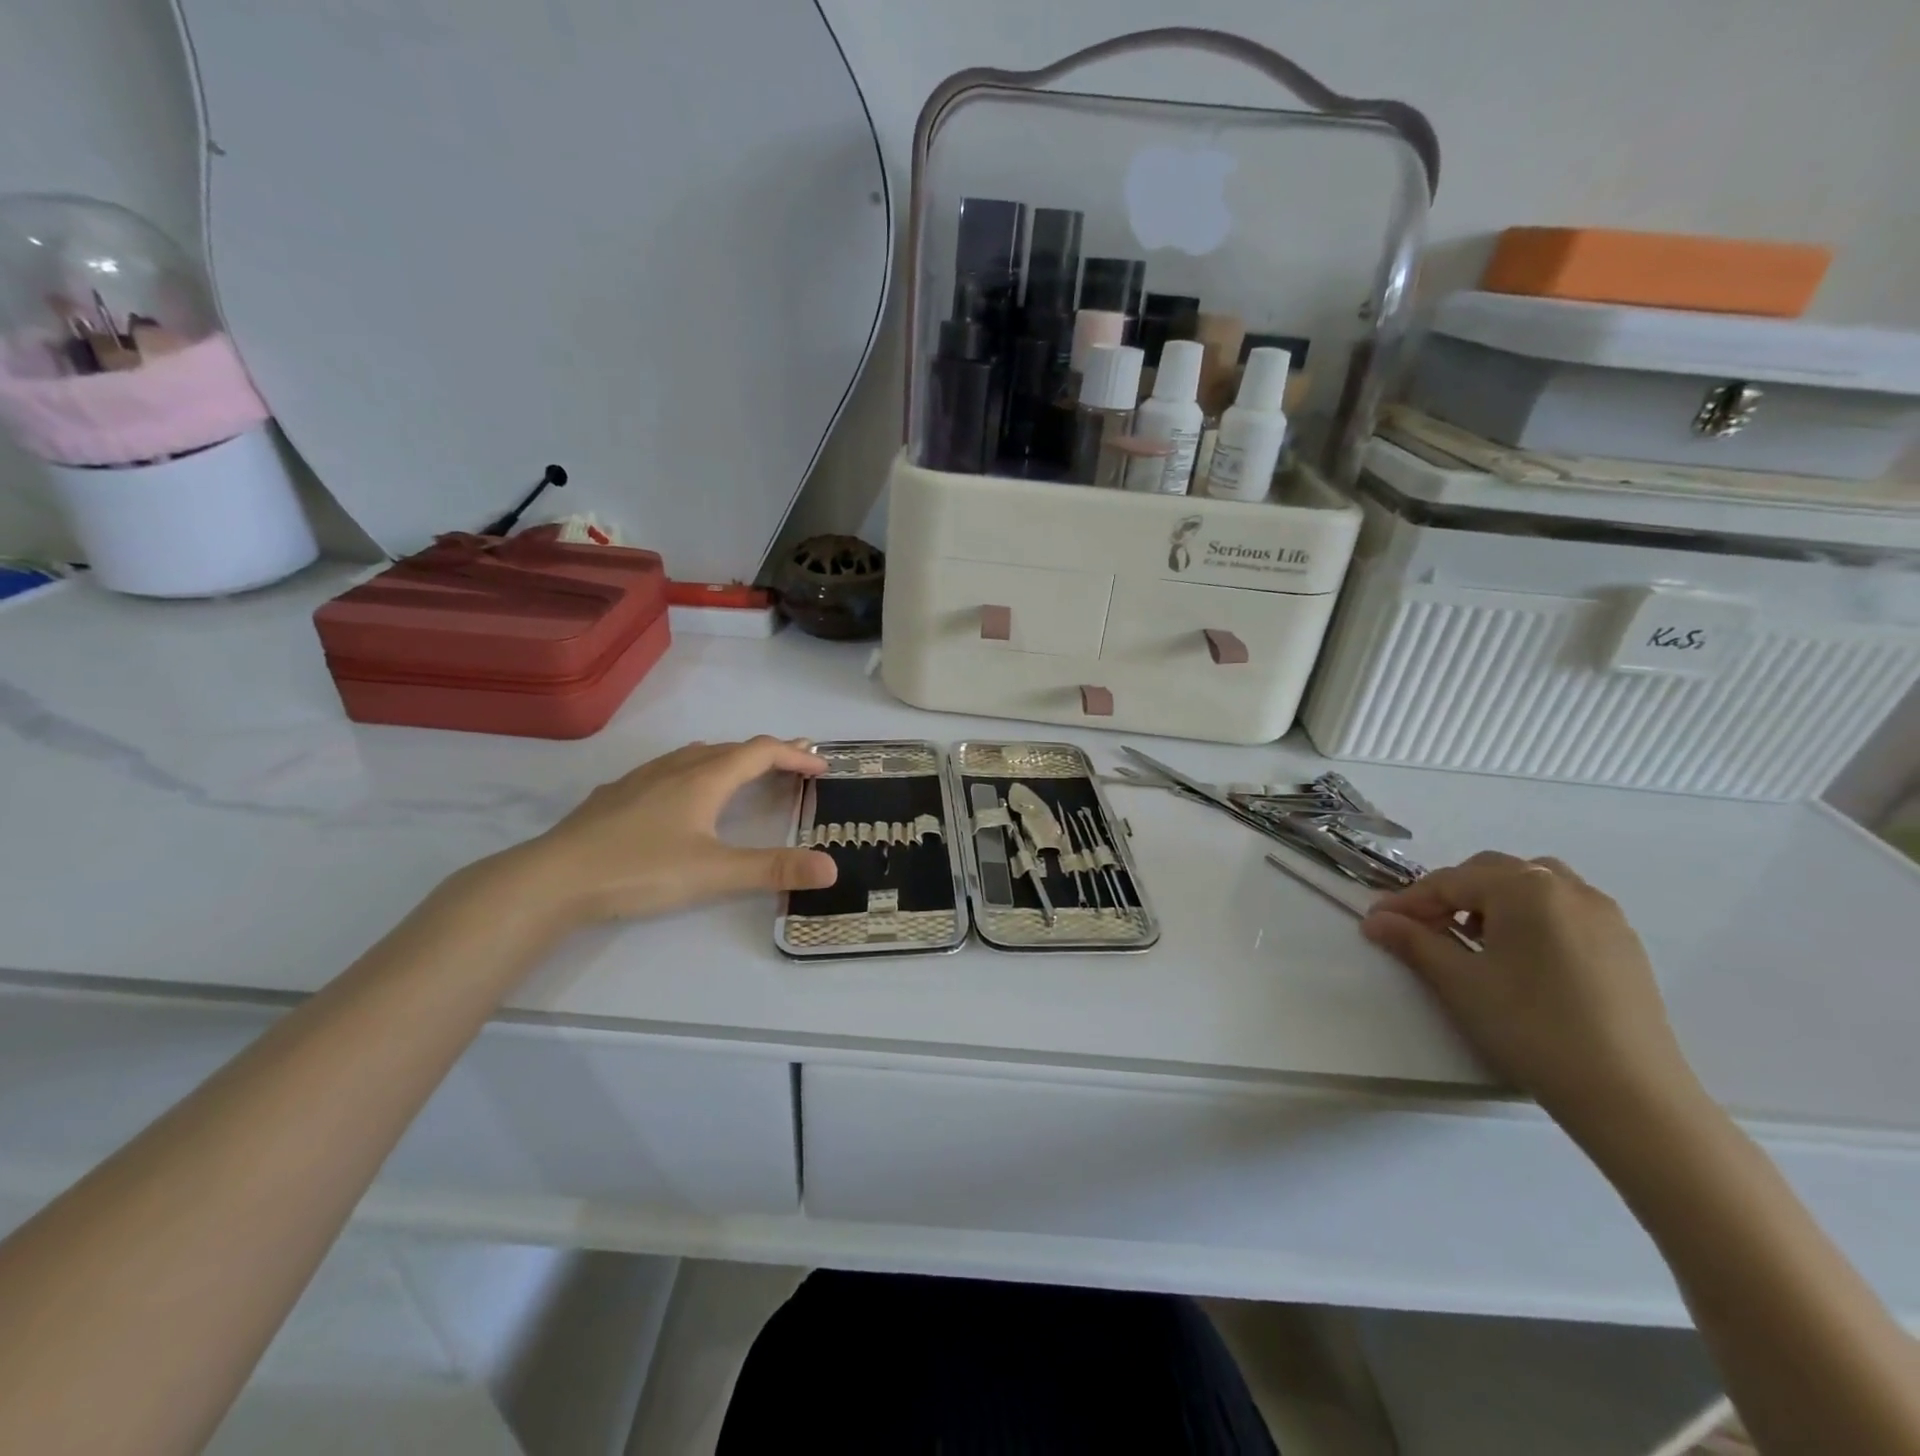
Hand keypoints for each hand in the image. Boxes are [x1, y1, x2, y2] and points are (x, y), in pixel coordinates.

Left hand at [497, 736, 837, 928]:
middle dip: (769, 754)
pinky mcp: (615, 796)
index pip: (761, 752)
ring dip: (729, 758)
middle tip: (794, 765)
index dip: (796, 755)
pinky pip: (666, 769)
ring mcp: (641, 779)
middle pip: (732, 749)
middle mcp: (676, 768)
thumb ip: (773, 869)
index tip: (822, 766)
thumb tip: (831, 867)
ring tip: (743, 771)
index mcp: (705, 779)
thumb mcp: (714, 873)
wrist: (552, 879)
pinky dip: (693, 770)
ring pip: (695, 755)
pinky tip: (679, 794)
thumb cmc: (640, 870)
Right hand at [1361, 852, 1699, 1127]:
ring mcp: (1603, 915)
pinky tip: (1519, 958)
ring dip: (1493, 902)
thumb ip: (1414, 941)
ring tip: (1473, 939)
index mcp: (1525, 888)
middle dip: (1451, 895)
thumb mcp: (1459, 981)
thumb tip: (1376, 920)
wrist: (1630, 1095)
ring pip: (1532, 887)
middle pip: (1492, 873)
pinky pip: (1563, 911)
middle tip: (1422, 929)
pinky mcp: (1623, 945)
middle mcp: (1567, 888)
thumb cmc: (1531, 1026)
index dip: (1408, 901)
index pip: (1450, 881)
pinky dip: (1530, 918)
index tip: (1377, 922)